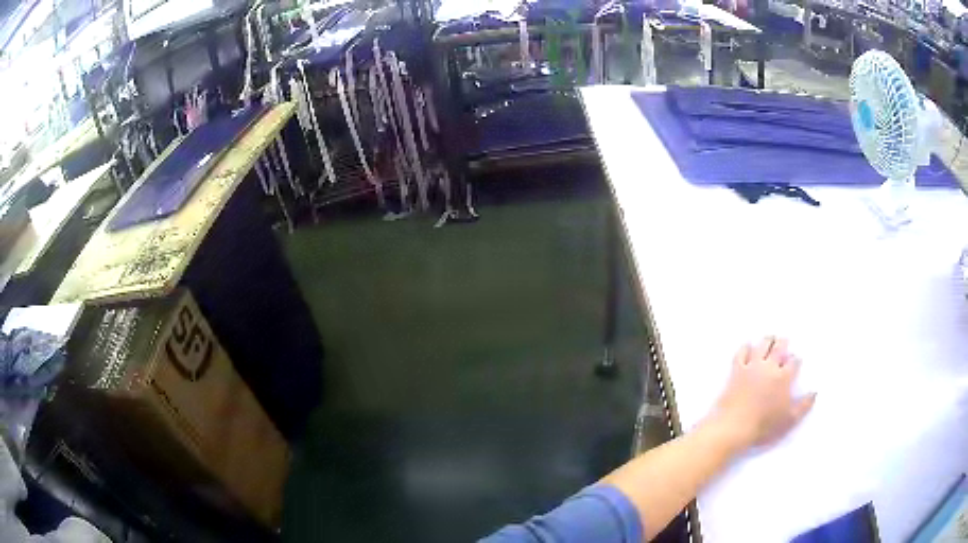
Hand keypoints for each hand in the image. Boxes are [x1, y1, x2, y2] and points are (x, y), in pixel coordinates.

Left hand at [709, 337, 815, 452]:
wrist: (734, 427)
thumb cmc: (764, 427)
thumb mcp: (789, 420)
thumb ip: (804, 406)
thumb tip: (815, 392)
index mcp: (784, 377)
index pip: (794, 361)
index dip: (796, 360)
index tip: (796, 361)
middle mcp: (770, 367)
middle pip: (779, 347)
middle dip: (783, 343)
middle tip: (784, 341)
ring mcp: (753, 366)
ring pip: (763, 345)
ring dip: (768, 340)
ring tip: (770, 339)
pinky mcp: (737, 369)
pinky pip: (742, 351)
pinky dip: (746, 347)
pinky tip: (748, 346)